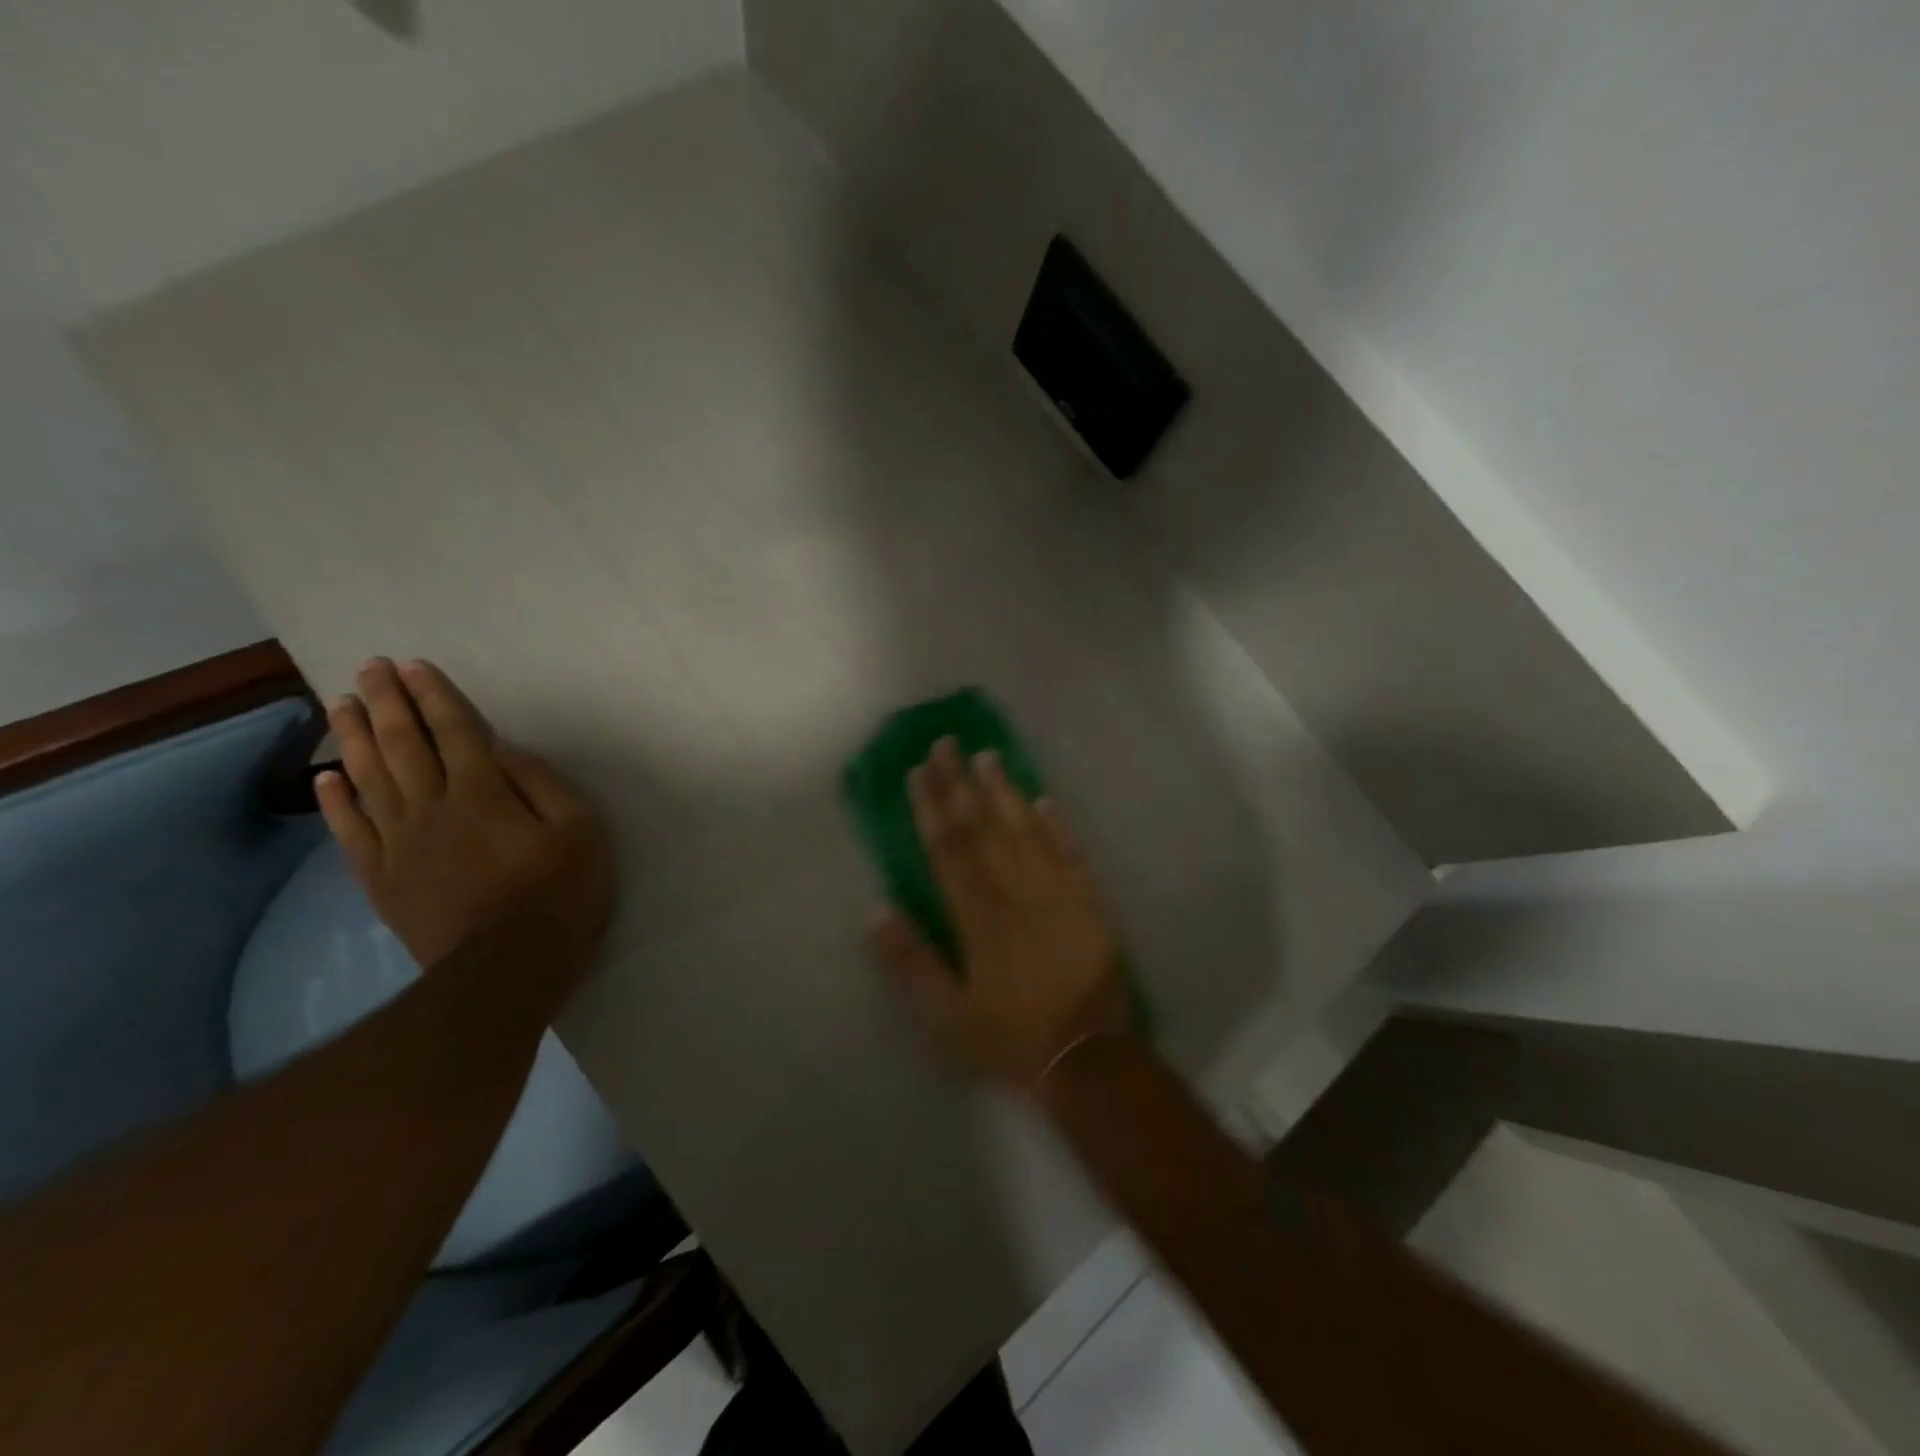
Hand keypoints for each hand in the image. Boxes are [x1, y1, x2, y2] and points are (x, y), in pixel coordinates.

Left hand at [317, 658, 612, 980]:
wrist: (507, 970)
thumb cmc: (559, 894)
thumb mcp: (581, 831)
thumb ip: (543, 784)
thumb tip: (503, 752)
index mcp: (484, 794)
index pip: (456, 733)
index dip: (435, 697)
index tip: (414, 667)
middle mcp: (433, 808)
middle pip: (405, 746)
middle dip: (388, 703)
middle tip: (369, 669)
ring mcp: (400, 844)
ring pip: (369, 779)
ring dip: (355, 738)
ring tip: (342, 704)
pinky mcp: (383, 878)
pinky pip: (351, 831)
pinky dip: (337, 801)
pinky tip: (328, 777)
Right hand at [868, 737, 1129, 1088]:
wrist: (1090, 1057)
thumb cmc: (1010, 1038)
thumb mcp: (947, 1018)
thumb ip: (911, 963)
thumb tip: (875, 911)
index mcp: (980, 918)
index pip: (950, 849)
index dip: (932, 807)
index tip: (919, 771)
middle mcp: (1018, 892)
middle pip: (985, 828)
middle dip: (962, 783)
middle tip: (947, 743)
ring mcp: (1058, 891)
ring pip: (1026, 829)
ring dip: (1005, 790)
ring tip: (988, 755)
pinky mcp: (1089, 900)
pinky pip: (1070, 851)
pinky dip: (1056, 823)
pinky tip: (1043, 798)